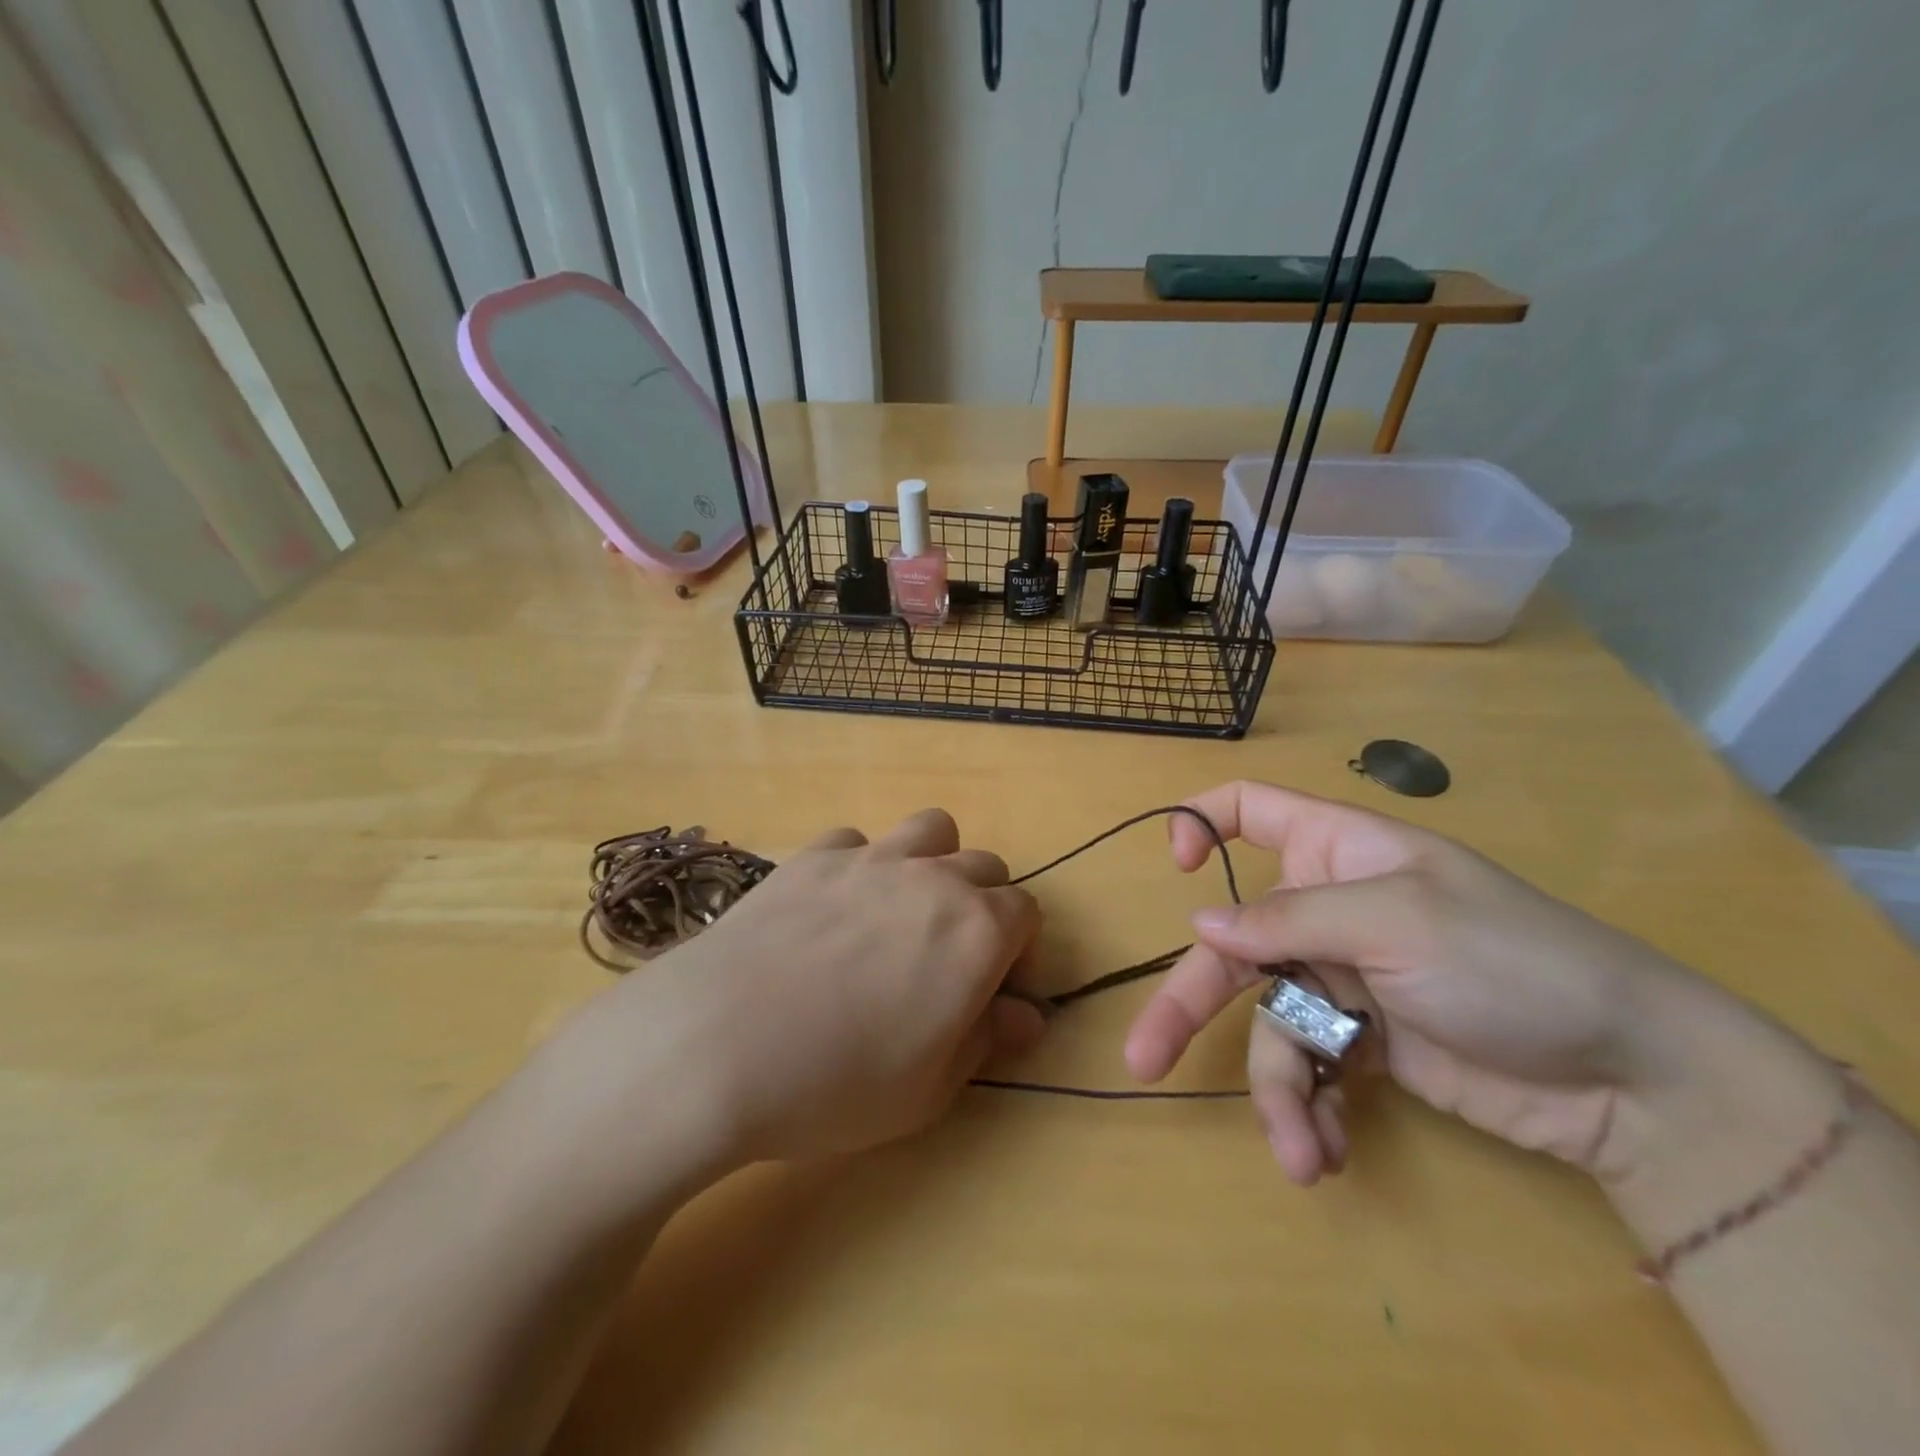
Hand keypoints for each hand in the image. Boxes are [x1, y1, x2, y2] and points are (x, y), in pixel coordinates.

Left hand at [564, 809, 1044, 1169]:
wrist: (716, 1045)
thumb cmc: (836, 1083)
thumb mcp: (930, 1088)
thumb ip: (989, 1039)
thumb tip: (1029, 1014)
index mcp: (976, 930)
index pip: (1025, 913)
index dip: (1018, 950)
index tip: (995, 989)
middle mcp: (932, 879)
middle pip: (984, 866)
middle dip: (983, 904)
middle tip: (950, 955)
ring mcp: (870, 858)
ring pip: (930, 830)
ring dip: (933, 862)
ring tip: (902, 911)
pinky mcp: (813, 855)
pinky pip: (856, 841)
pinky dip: (861, 866)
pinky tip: (832, 908)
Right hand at [1124, 781, 1712, 1185]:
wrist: (1633, 1079)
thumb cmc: (1509, 960)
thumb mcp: (1395, 922)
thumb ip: (1289, 918)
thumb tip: (1199, 924)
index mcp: (1334, 852)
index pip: (1248, 809)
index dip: (1199, 823)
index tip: (1175, 869)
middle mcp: (1326, 909)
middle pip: (1233, 944)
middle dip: (1189, 1003)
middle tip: (1144, 1060)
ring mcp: (1343, 977)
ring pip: (1269, 1020)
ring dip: (1277, 1088)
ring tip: (1299, 1155)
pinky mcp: (1366, 1042)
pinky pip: (1312, 1067)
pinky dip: (1313, 1108)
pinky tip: (1328, 1152)